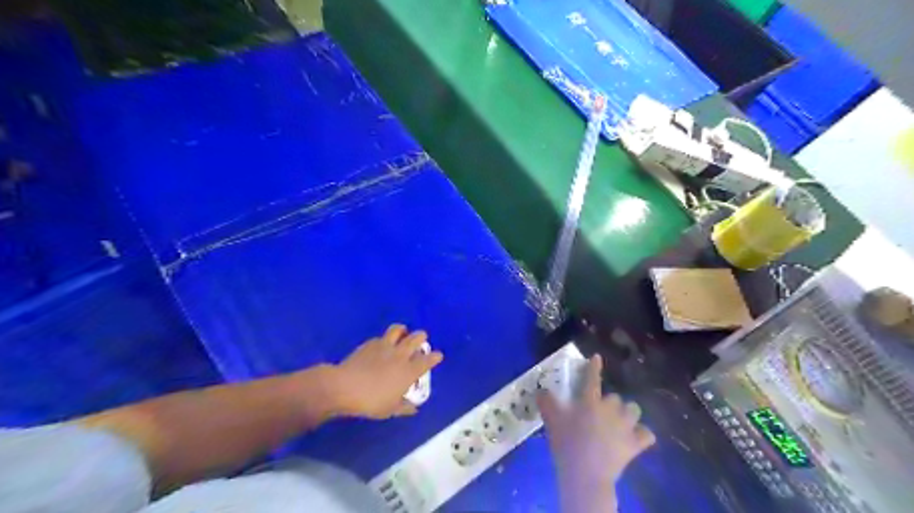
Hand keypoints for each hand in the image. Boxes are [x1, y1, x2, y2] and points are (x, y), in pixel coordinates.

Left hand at [333, 326, 442, 418]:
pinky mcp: (370, 343)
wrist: (345, 387)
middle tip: (422, 339)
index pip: (427, 360)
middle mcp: (400, 355)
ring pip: (398, 330)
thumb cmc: (371, 401)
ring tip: (403, 333)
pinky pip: (381, 337)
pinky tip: (381, 345)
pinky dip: (384, 339)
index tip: (438, 355)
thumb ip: (404, 407)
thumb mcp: (390, 409)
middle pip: (416, 339)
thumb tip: (414, 408)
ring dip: (403, 330)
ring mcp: (385, 346)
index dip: (435, 357)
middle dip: (421, 337)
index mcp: (409, 371)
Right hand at [536, 354, 656, 510]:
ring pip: (633, 410)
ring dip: (627, 414)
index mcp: (589, 401)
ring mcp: (625, 426)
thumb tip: (541, 390)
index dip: (594, 367)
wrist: (586, 474)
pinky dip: (642, 435)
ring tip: (621, 422)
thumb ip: (546, 403)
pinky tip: (636, 438)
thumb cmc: (567, 444)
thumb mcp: (551, 421)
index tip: (597, 357)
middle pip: (615, 397)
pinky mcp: (635, 443)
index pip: (592, 378)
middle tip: (600, 414)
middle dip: (610, 403)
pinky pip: (646, 434)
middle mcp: (610, 409)